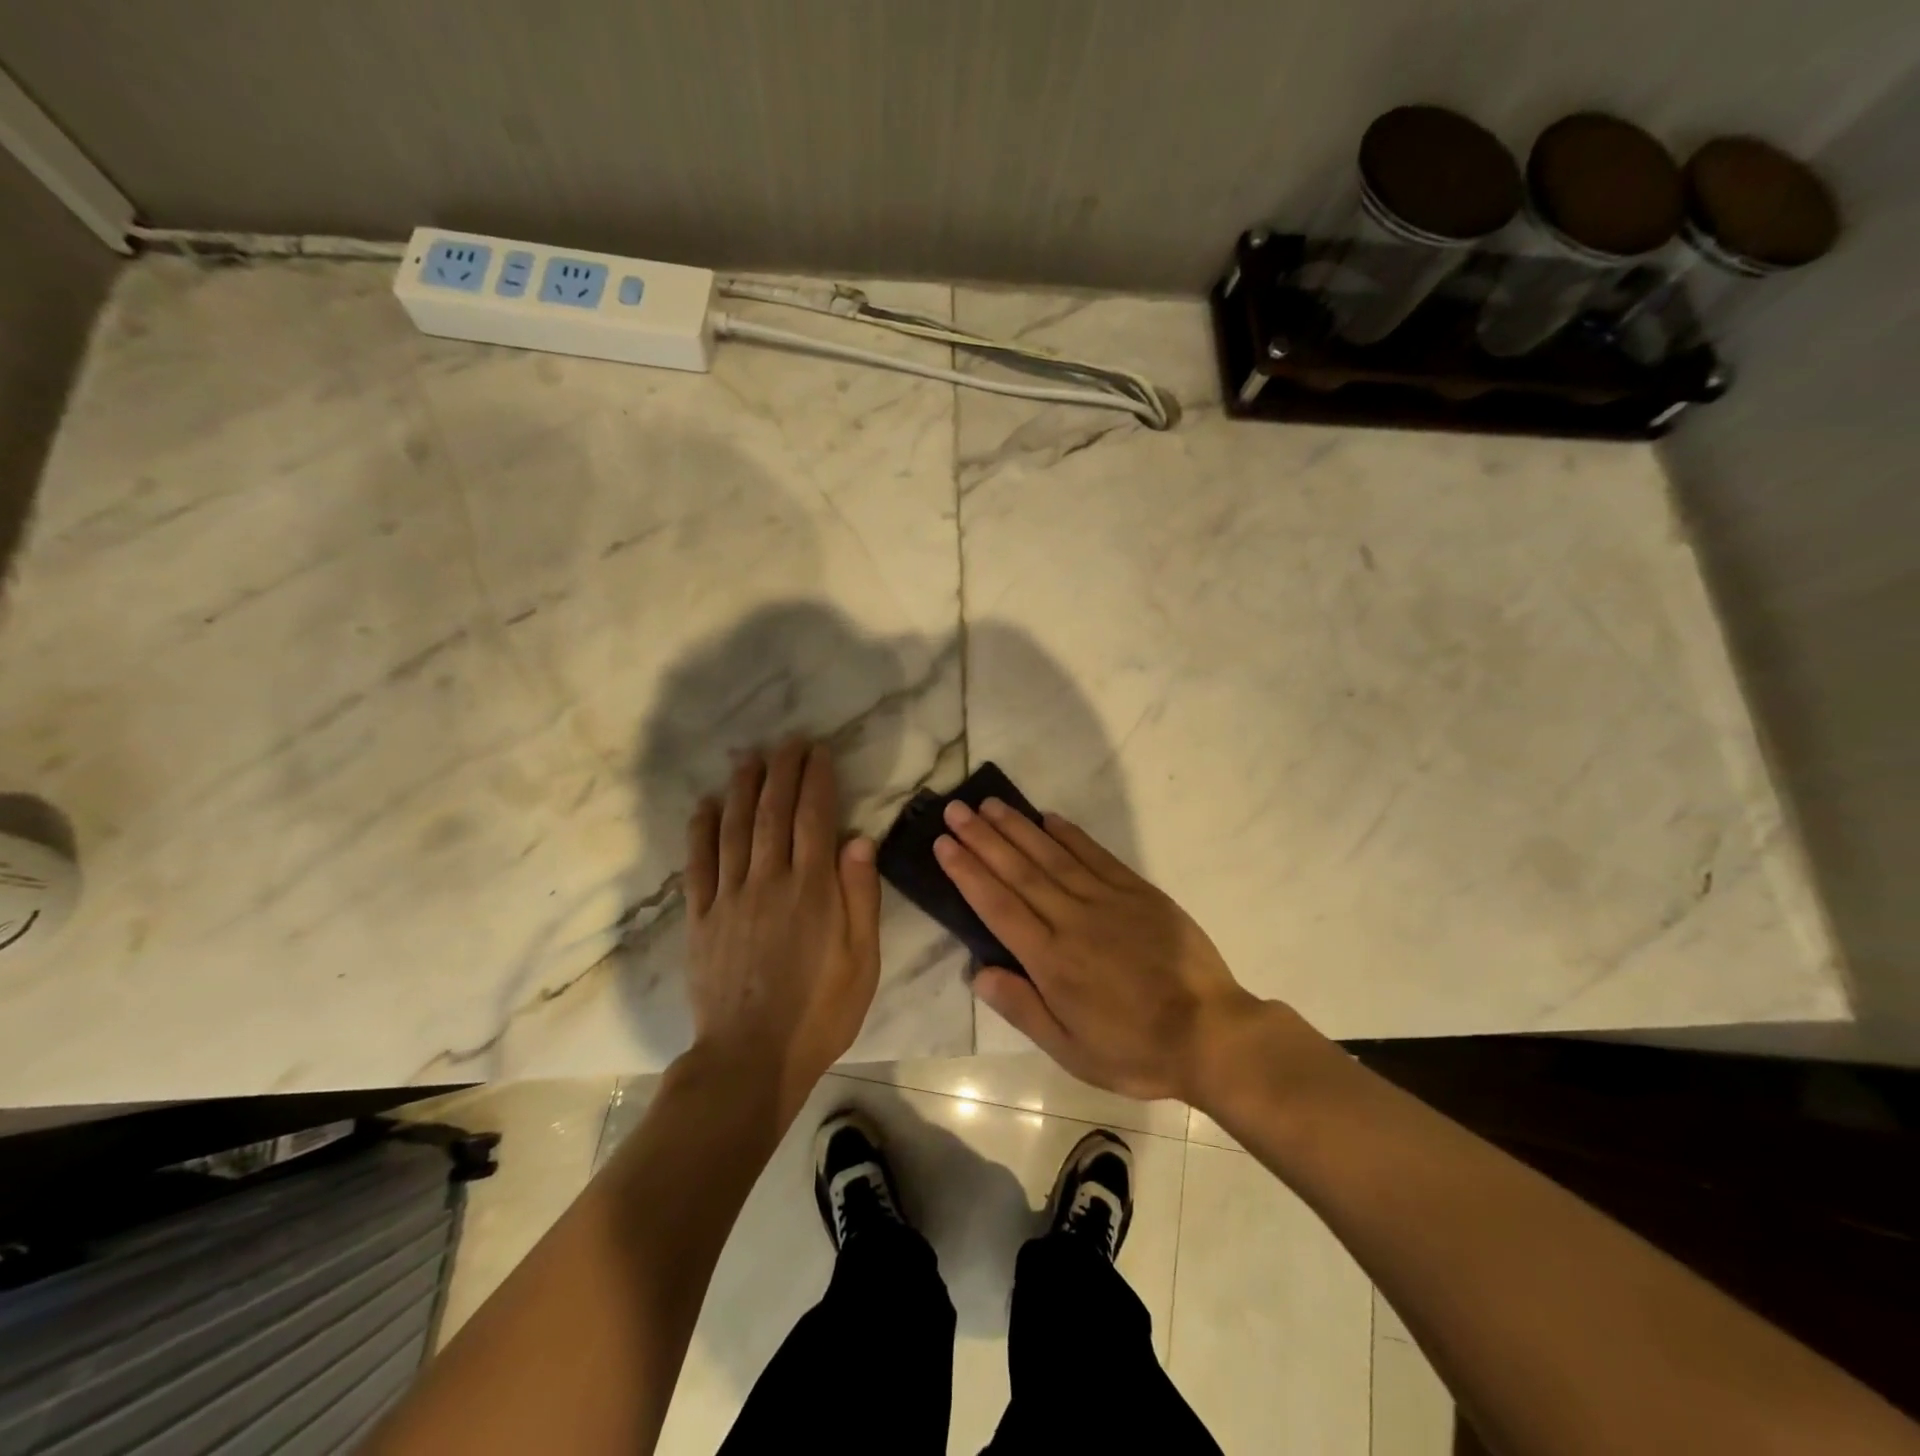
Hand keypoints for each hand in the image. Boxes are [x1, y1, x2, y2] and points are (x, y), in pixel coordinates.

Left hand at [684, 738, 881, 1119]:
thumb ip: (860, 896)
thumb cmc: (820, 1012)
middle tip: (787, 741)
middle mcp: (769, 882)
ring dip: (742, 788)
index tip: (818, 752)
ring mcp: (730, 898)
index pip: (814, 818)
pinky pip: (698, 865)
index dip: (816, 780)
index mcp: (812, 890)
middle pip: (773, 813)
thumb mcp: (862, 960)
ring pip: (734, 829)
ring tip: (748, 757)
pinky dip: (700, 831)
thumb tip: (858, 838)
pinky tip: (704, 806)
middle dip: (781, 771)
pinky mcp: (701, 919)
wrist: (751, 1059)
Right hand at [934, 799, 1263, 1102]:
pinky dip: (1070, 835)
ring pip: (1052, 856)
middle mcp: (1073, 920)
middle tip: (955, 810)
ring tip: (990, 805)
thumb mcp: (1071, 1050)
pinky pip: (1096, 856)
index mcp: (1052, 961)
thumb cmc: (1135, 1049)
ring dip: (1018, 828)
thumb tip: (977, 971)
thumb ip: (1022, 1007)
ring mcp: (1108, 901)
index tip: (944, 843)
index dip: (968, 872)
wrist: (1212, 1034)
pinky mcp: (1138, 892)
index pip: (998, 906)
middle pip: (1019, 871)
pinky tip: (1049, 818)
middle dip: (983, 838)